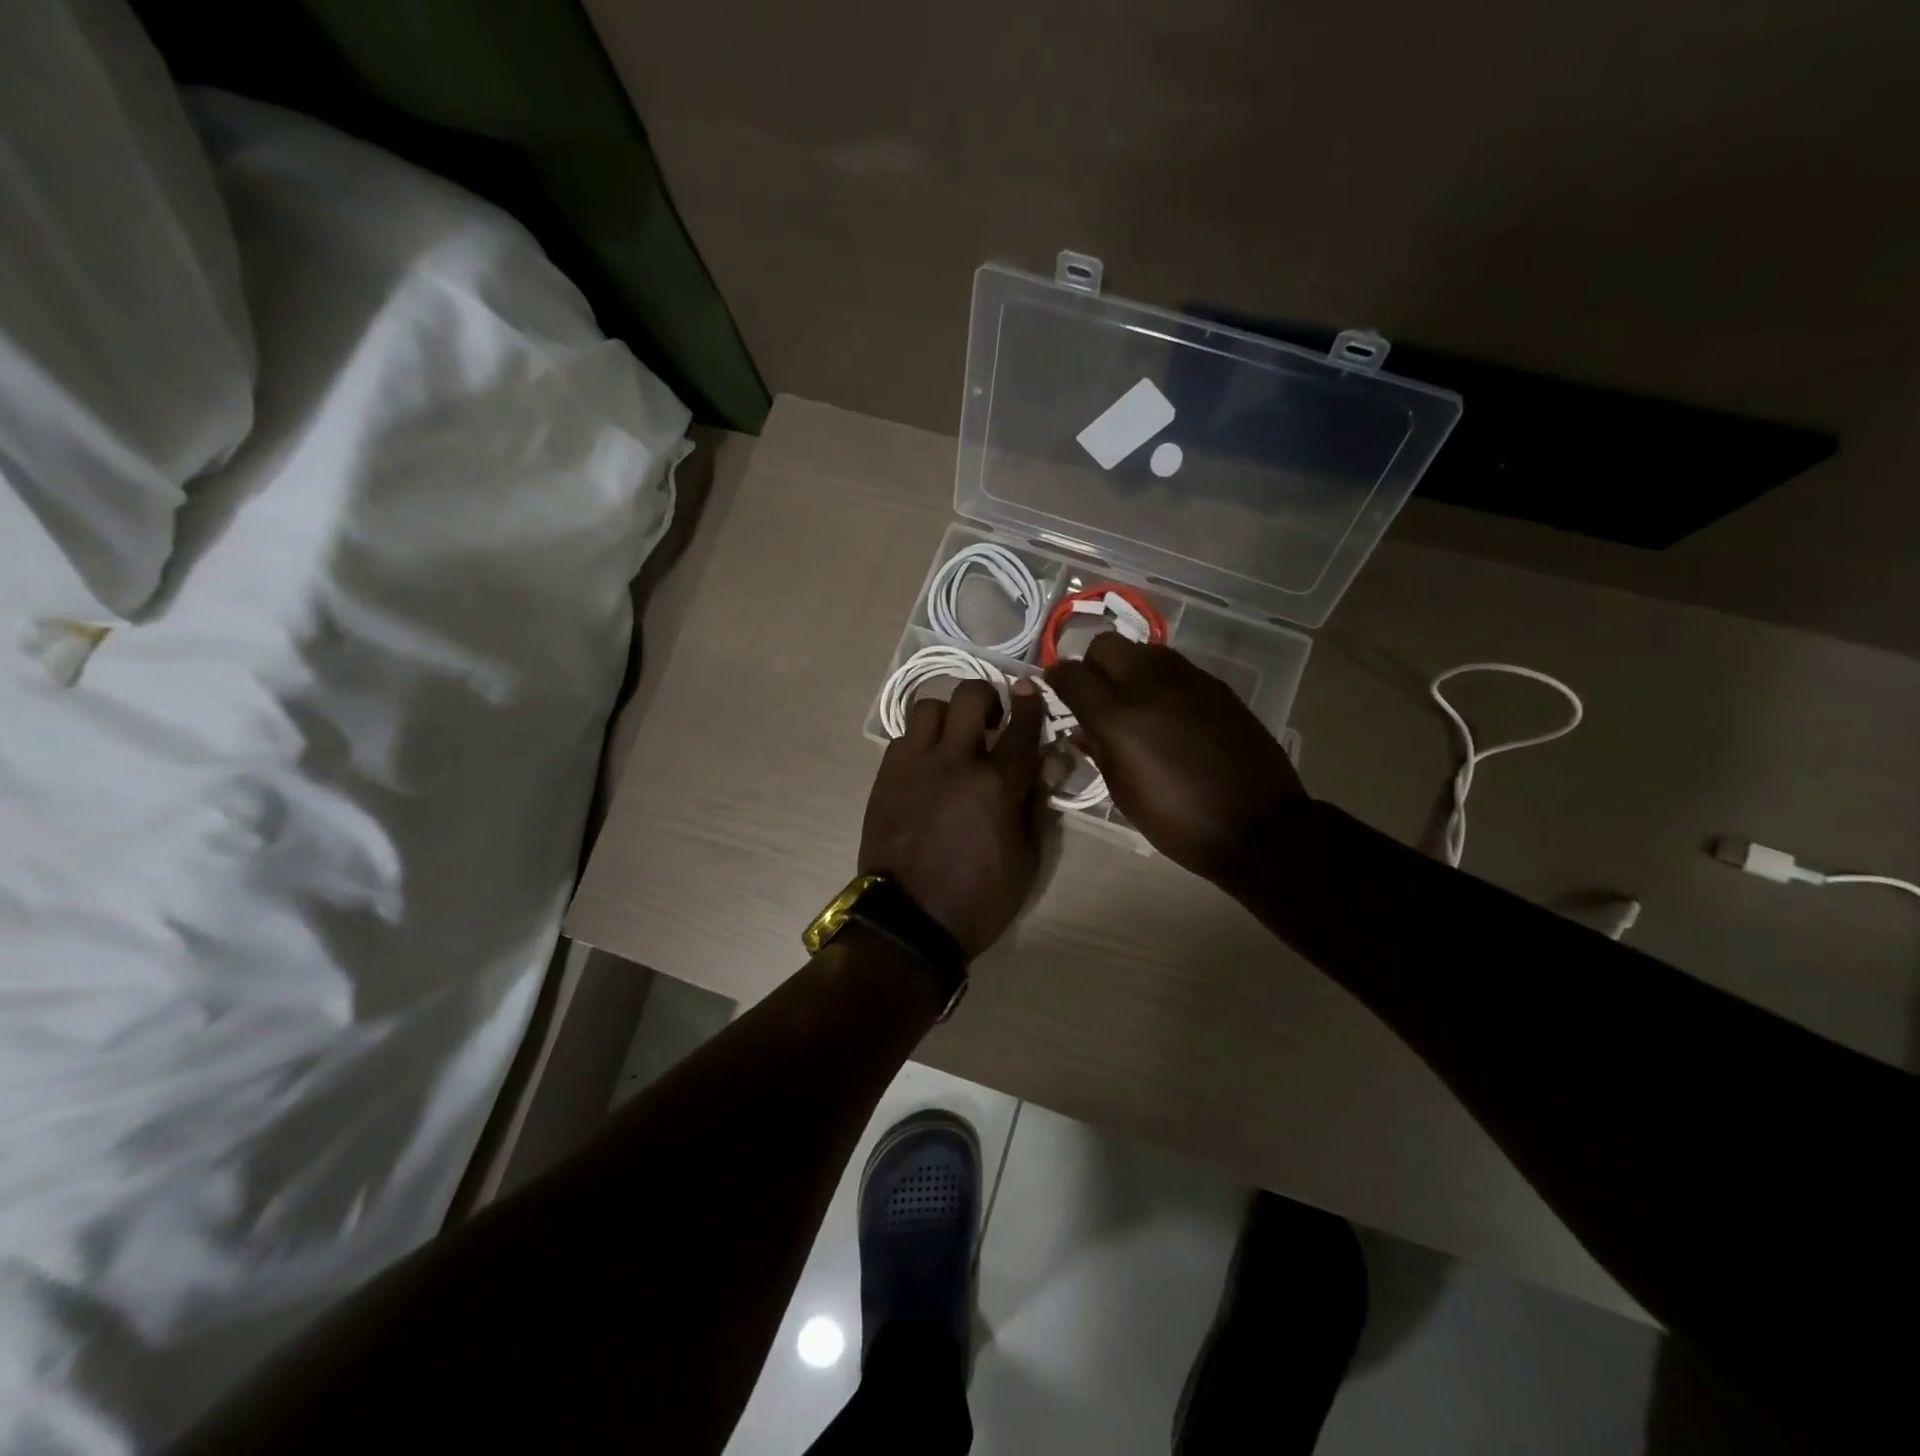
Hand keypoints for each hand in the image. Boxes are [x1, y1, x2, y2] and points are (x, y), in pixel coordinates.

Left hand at [859, 677, 1048, 957]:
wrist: (909, 921)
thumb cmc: (979, 897)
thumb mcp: (1026, 858)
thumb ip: (1037, 802)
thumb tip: (1051, 760)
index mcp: (998, 783)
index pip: (1021, 726)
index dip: (1030, 703)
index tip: (1030, 691)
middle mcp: (955, 761)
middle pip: (970, 696)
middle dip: (987, 698)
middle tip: (991, 721)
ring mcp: (915, 765)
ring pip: (929, 707)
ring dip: (947, 716)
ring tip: (953, 740)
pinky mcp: (886, 776)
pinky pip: (902, 738)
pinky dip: (919, 742)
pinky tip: (926, 766)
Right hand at [1046, 635, 1306, 881]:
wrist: (1257, 826)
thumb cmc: (1179, 821)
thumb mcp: (1125, 794)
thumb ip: (1099, 751)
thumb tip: (1084, 729)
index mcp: (1119, 719)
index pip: (1072, 675)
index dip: (1057, 678)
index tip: (1056, 688)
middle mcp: (1150, 686)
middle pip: (1106, 644)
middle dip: (1092, 664)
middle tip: (1095, 693)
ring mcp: (1188, 680)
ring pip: (1143, 649)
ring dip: (1128, 668)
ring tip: (1133, 701)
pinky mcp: (1216, 686)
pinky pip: (1175, 667)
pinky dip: (1160, 680)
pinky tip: (1168, 711)